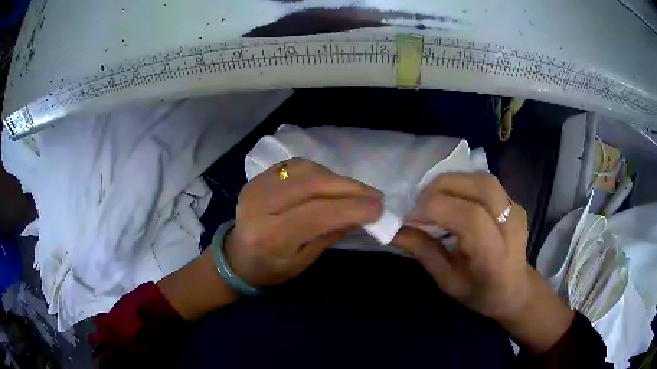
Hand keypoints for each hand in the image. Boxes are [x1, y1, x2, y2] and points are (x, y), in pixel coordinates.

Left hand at [225, 158, 383, 286]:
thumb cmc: (271, 268)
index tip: (379, 207)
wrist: (237, 257)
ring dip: (336, 178)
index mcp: (269, 235)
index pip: (316, 214)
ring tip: (356, 191)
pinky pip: (295, 166)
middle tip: (374, 195)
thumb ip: (331, 233)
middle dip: (349, 187)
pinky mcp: (258, 177)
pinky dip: (319, 172)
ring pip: (305, 170)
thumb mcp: (304, 261)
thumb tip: (362, 213)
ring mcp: (256, 186)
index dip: (351, 207)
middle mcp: (259, 204)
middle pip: (311, 184)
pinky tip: (332, 183)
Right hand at [393, 173, 573, 352]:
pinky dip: (462, 184)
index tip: (409, 217)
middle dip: (442, 187)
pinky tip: (452, 198)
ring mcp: (516, 211)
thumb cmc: (480, 293)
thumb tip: (395, 230)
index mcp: (495, 256)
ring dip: (452, 182)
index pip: (470, 218)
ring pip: (483, 179)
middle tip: (418, 203)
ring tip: (432, 198)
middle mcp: (511, 227)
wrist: (515, 289)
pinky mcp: (515, 203)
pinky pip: (485, 182)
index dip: (436, 209)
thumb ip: (424, 253)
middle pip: (481, 187)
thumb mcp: (448, 282)